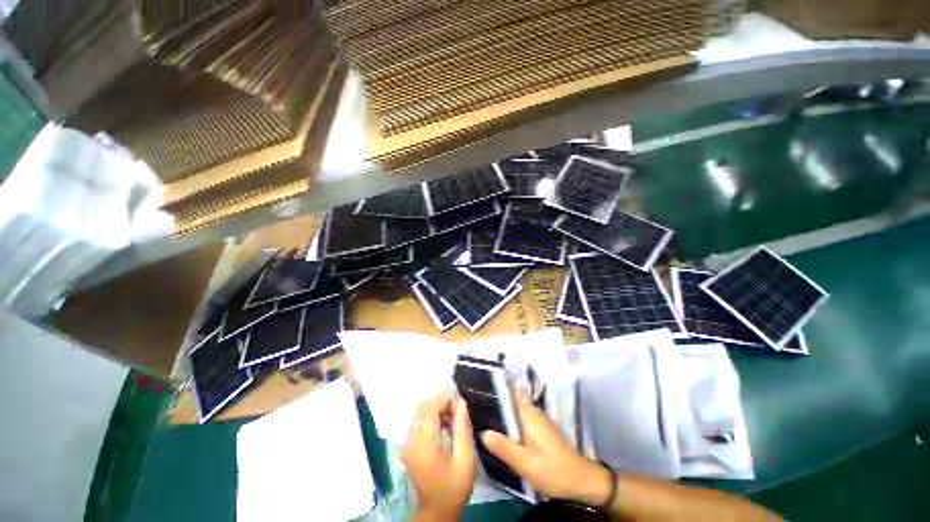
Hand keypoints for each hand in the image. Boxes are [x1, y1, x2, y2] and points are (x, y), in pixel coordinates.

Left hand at [401, 393, 476, 520]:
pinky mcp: (407, 447)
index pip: (430, 408)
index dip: (444, 399)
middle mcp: (411, 440)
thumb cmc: (454, 486)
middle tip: (458, 412)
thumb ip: (462, 428)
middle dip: (441, 403)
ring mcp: (406, 444)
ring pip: (420, 413)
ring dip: (436, 410)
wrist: (436, 511)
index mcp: (424, 443)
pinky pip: (418, 423)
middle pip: (423, 408)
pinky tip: (443, 428)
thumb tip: (461, 402)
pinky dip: (431, 419)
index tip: (459, 401)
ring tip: (453, 421)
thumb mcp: (465, 459)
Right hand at [481, 396, 611, 505]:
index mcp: (529, 414)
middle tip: (472, 406)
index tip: (476, 390)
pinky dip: (506, 422)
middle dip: (492, 401)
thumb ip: (504, 447)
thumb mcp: (526, 463)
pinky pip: (517, 419)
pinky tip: (496, 431)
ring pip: (512, 410)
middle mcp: (531, 412)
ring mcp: (535, 420)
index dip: (493, 389)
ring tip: (478, 416)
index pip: (508, 392)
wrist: (580, 481)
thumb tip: (482, 432)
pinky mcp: (537, 429)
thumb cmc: (553, 470)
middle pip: (508, 400)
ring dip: (499, 412)